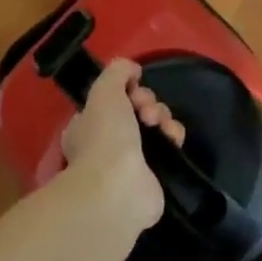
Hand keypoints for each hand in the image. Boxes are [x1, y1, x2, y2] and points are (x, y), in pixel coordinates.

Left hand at [60, 59, 186, 235]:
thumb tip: (132, 70)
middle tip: (145, 110)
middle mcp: (108, 143)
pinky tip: (172, 138)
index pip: (112, 98)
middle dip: (146, 101)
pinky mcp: (155, 175)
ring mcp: (132, 160)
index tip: (132, 89)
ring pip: (155, 123)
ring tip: (158, 124)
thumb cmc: (104, 138)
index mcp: (88, 125)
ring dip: (162, 115)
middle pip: (136, 107)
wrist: (118, 190)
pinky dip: (173, 135)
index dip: (126, 89)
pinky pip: (170, 144)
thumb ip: (117, 71)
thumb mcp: (104, 90)